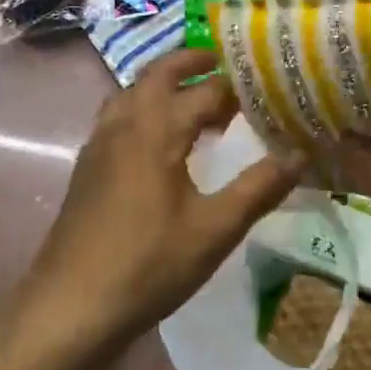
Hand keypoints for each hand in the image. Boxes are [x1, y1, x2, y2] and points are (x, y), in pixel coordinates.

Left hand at [24, 48, 301, 349]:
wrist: (69, 308)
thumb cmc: (148, 265)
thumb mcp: (215, 229)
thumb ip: (260, 187)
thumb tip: (301, 153)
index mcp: (157, 129)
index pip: (206, 90)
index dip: (238, 86)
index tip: (268, 84)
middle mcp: (125, 123)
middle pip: (159, 73)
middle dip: (194, 62)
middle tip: (228, 67)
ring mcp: (100, 143)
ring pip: (133, 92)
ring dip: (166, 84)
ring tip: (199, 101)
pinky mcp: (87, 166)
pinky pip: (119, 115)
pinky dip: (145, 107)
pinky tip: (161, 141)